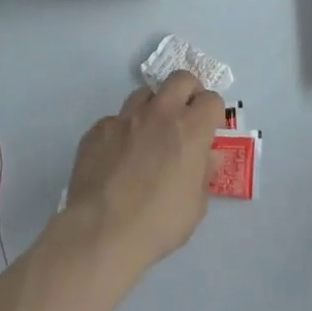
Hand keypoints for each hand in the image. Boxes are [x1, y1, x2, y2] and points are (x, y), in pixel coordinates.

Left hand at [61, 72, 224, 279]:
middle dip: (188, 92)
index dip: (213, 113)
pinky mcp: (98, 129)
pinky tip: (119, 158)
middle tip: (185, 117)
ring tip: (150, 135)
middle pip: (180, 79)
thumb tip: (206, 156)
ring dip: (154, 107)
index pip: (211, 99)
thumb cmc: (159, 222)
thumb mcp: (196, 205)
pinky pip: (116, 120)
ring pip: (145, 93)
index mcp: (190, 129)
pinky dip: (123, 132)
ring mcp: (125, 118)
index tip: (209, 130)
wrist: (102, 231)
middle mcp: (159, 113)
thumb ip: (203, 173)